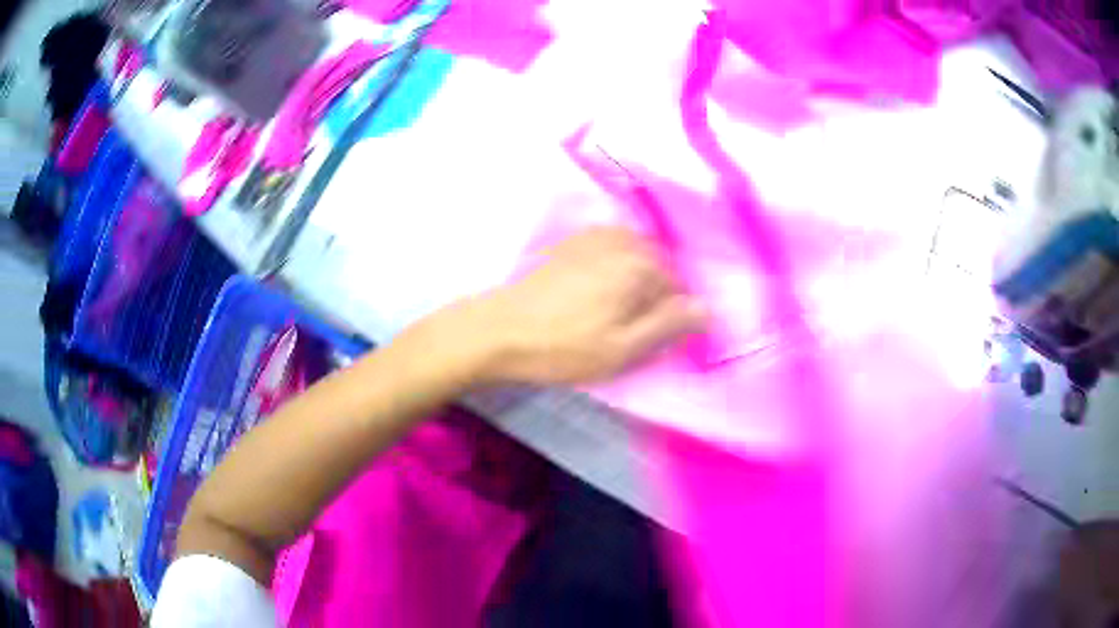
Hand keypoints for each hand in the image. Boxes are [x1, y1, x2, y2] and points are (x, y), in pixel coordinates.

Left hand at [459, 227, 704, 384]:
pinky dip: (613, 268)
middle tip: (632, 330)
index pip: (680, 288)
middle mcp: (623, 240)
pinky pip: (610, 249)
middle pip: (659, 267)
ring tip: (612, 313)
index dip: (674, 317)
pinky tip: (594, 292)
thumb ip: (670, 325)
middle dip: (655, 296)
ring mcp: (594, 235)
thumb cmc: (563, 346)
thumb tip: (708, 309)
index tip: (655, 340)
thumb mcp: (623, 348)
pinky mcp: (571, 240)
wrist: (498, 329)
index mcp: (641, 265)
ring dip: (634, 282)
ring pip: (635, 257)